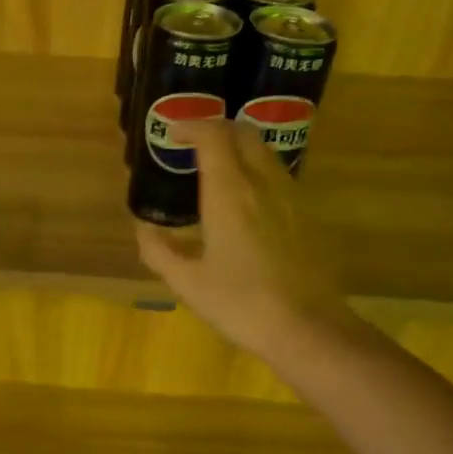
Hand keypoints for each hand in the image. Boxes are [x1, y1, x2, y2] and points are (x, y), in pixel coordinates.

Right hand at [134, 119, 349, 365]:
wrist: (308, 327)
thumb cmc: (240, 303)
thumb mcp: (188, 282)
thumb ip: (160, 251)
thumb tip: (144, 230)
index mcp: (229, 192)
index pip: (213, 136)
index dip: (191, 126)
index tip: (172, 134)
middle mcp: (262, 183)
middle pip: (244, 133)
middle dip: (217, 129)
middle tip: (194, 145)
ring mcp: (290, 196)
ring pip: (265, 152)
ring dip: (239, 148)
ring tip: (216, 170)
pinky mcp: (306, 214)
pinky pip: (278, 175)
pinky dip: (256, 170)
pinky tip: (244, 201)